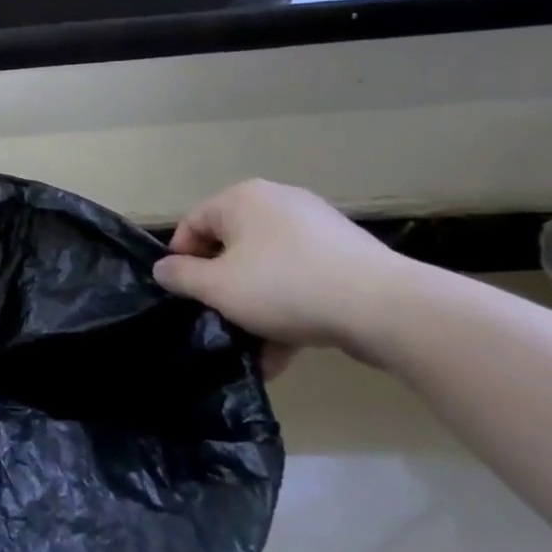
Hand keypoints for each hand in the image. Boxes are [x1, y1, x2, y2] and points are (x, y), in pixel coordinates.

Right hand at [153, 180, 413, 370]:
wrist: (388, 309)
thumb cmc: (284, 287)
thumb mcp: (216, 287)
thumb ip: (180, 276)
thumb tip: (163, 269)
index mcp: (242, 199)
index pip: (193, 224)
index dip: (181, 261)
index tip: (185, 296)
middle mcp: (278, 203)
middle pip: (232, 248)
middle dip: (223, 289)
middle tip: (218, 320)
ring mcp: (319, 229)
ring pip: (269, 269)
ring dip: (256, 308)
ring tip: (254, 350)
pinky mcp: (350, 257)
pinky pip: (303, 281)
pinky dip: (290, 310)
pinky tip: (285, 352)